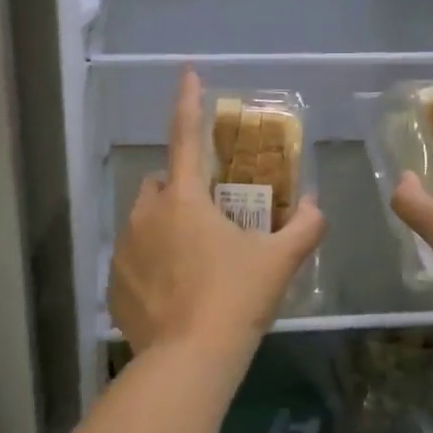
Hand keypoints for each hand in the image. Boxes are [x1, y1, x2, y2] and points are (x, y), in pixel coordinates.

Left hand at [110, 70, 326, 356]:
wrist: (189, 359)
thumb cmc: (236, 298)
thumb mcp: (279, 262)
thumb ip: (306, 227)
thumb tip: (318, 206)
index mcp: (184, 199)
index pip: (186, 136)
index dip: (188, 102)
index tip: (187, 73)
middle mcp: (145, 214)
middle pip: (161, 184)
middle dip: (182, 189)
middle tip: (211, 217)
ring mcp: (124, 249)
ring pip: (143, 220)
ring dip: (164, 226)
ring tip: (192, 260)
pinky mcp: (114, 282)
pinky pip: (132, 257)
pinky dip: (150, 262)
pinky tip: (173, 291)